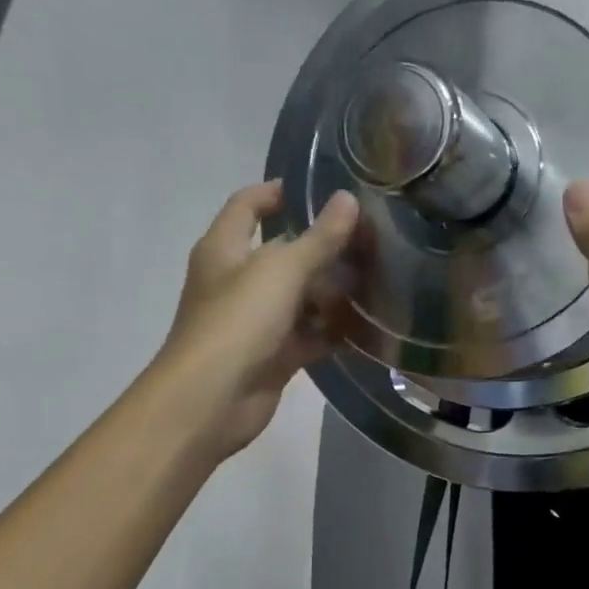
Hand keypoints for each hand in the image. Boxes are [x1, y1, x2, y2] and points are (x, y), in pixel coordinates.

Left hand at [157, 180, 360, 459]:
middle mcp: (237, 280)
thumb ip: (319, 238)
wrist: (210, 401)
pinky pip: (307, 335)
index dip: (277, 192)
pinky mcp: (272, 355)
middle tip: (369, 239)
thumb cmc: (237, 322)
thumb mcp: (281, 271)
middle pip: (282, 253)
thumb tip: (348, 199)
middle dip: (321, 247)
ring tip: (378, 279)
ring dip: (332, 291)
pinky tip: (367, 324)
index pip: (248, 206)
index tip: (318, 187)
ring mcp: (255, 321)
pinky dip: (331, 331)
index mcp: (225, 249)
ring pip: (299, 297)